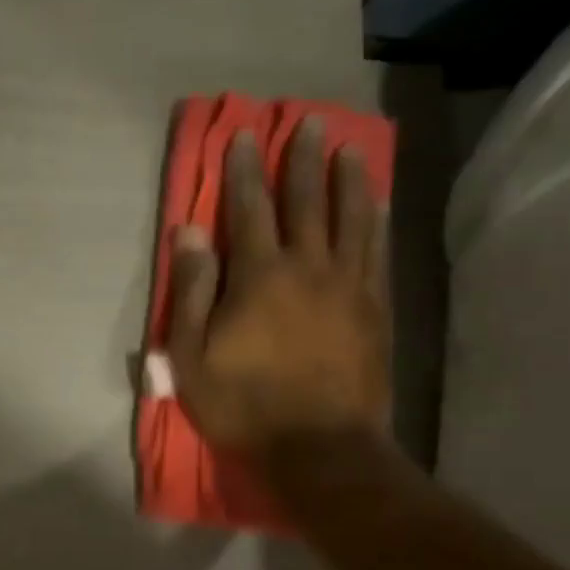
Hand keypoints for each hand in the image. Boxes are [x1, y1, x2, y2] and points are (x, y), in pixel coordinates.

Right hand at [166, 116, 391, 451]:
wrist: (320, 447)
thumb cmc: (245, 405)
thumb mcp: (193, 357)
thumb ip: (191, 291)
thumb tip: (188, 233)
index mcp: (259, 276)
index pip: (248, 208)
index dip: (244, 170)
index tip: (245, 135)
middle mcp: (308, 266)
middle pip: (306, 200)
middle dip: (304, 159)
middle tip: (310, 121)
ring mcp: (349, 285)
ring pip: (352, 217)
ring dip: (349, 179)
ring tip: (350, 148)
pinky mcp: (375, 308)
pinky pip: (378, 252)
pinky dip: (378, 222)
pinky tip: (380, 203)